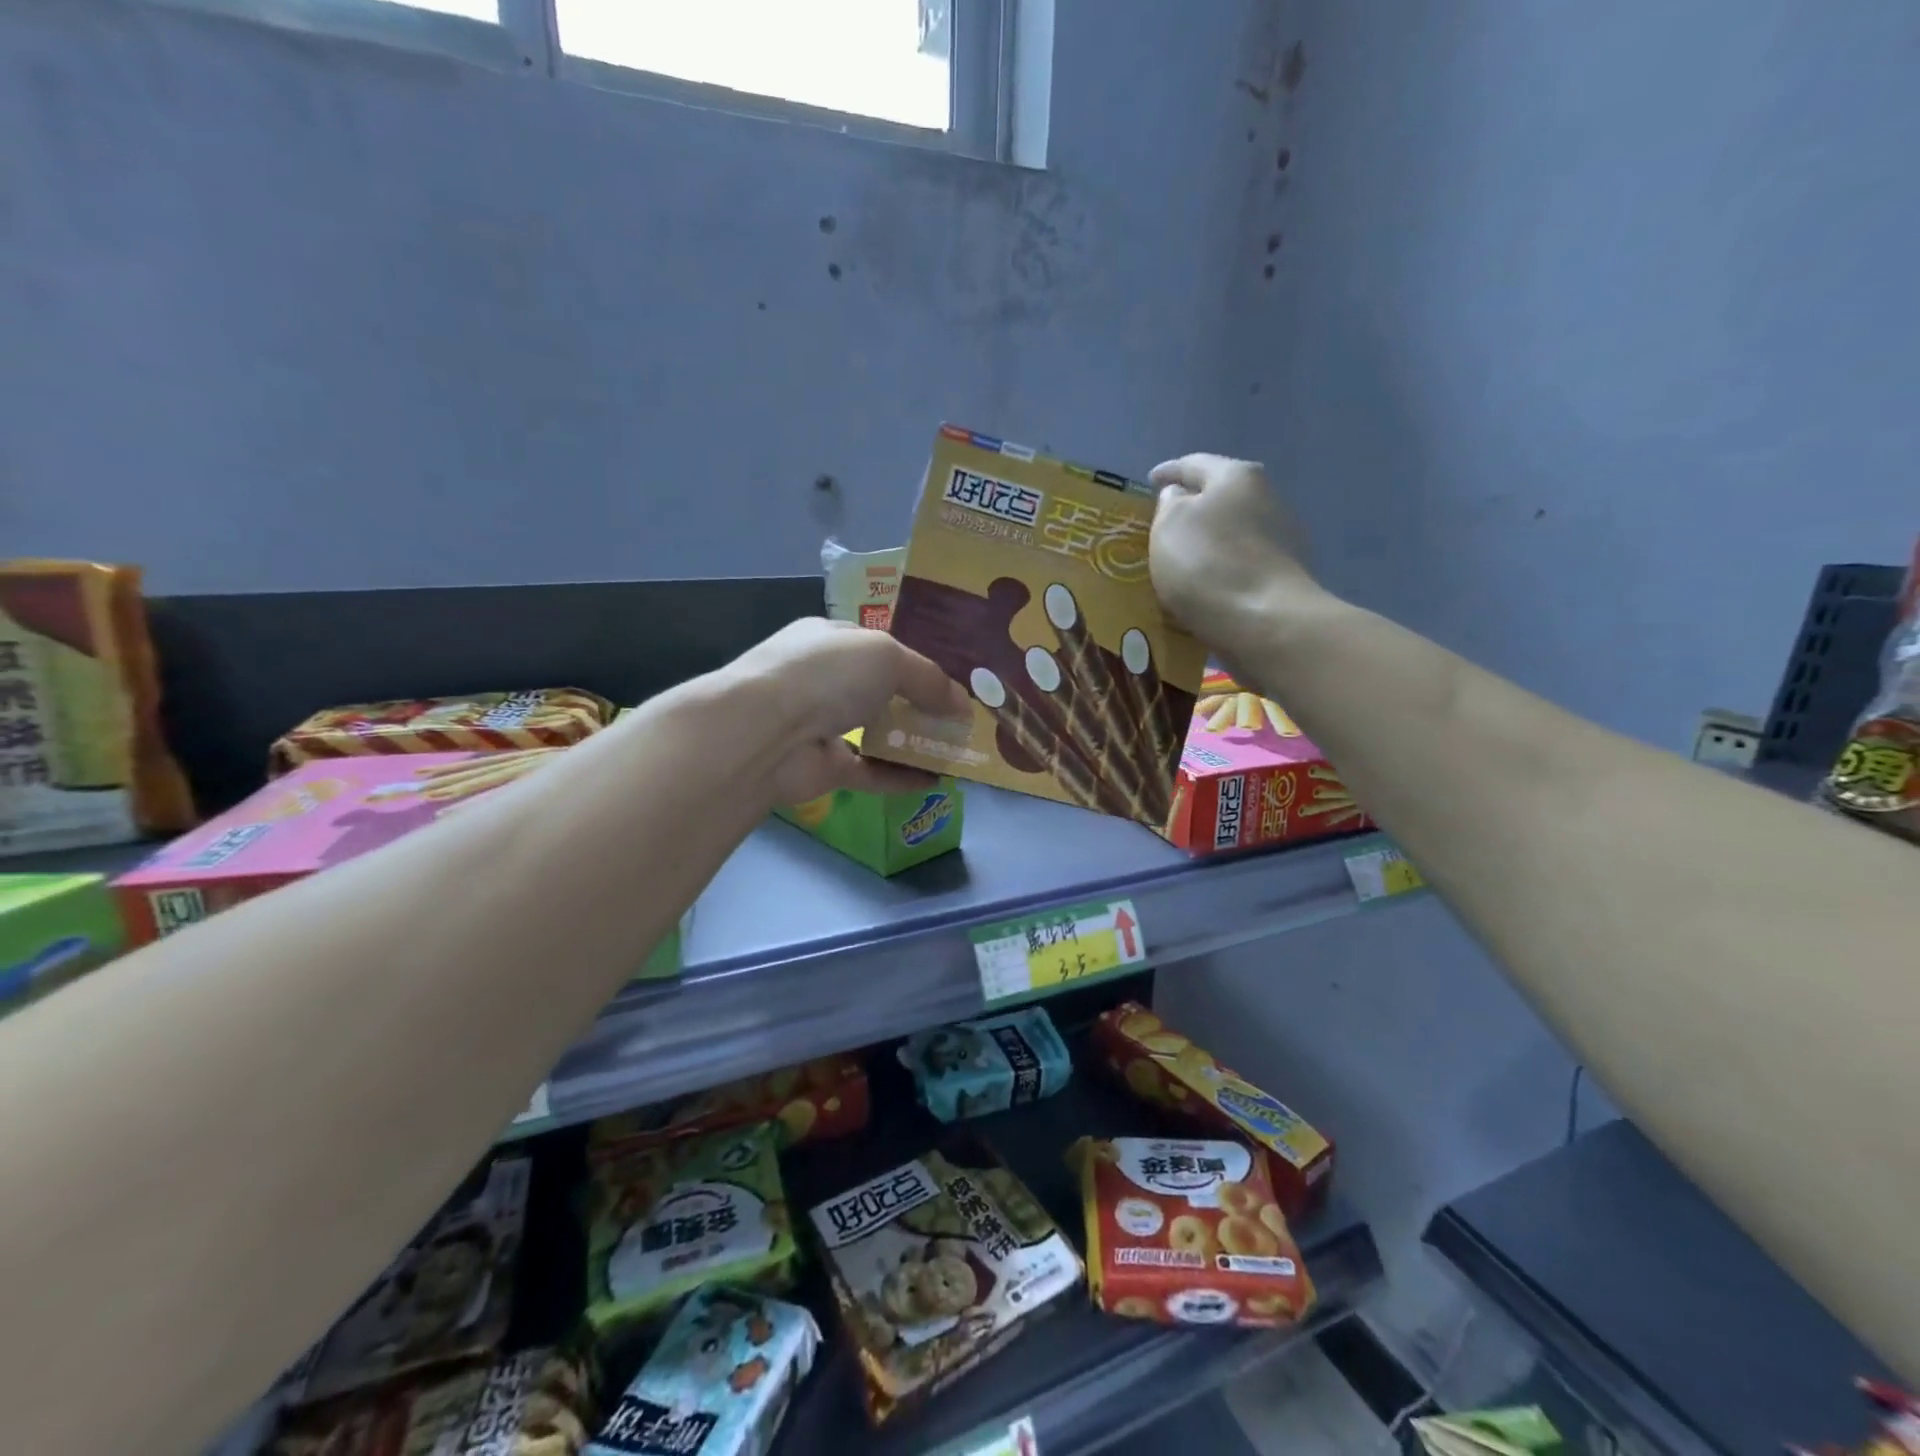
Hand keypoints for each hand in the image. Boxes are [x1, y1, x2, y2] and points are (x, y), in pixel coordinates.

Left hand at [726, 618, 970, 803]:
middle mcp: (821, 681)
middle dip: (916, 705)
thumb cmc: (827, 674)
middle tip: (957, 720)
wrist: (765, 732)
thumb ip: (929, 679)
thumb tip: (963, 705)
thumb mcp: (888, 657)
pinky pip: (870, 771)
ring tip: (954, 751)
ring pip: (874, 734)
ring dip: (911, 743)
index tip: (949, 682)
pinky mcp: (822, 767)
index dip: (913, 663)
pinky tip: (935, 781)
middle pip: (877, 692)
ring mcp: (819, 726)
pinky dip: (900, 777)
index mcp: (828, 640)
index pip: (876, 648)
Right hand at [1148, 454, 1321, 669]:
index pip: (1194, 464)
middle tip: (1163, 523)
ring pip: (1233, 531)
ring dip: (1209, 541)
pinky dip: (1222, 568)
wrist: (1265, 623)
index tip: (1149, 481)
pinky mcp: (1285, 576)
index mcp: (1236, 476)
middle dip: (1192, 508)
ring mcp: (1282, 538)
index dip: (1168, 471)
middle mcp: (1267, 498)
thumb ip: (1169, 504)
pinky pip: (1243, 564)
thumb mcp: (1169, 526)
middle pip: (1221, 496)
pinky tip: (1205, 585)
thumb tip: (1180, 498)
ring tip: (1181, 560)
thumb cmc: (1208, 564)